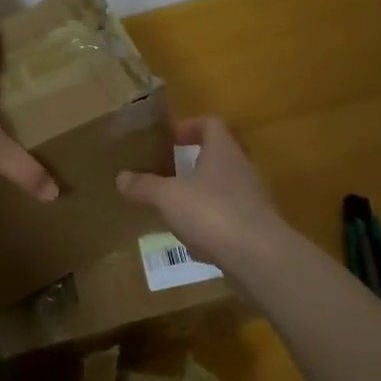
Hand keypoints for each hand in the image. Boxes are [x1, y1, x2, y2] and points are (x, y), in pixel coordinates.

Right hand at [116, 116, 285, 264]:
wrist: (259, 256)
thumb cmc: (212, 212)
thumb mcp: (168, 197)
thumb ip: (145, 186)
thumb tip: (121, 177)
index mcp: (223, 151)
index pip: (211, 124)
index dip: (190, 126)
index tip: (170, 139)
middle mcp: (242, 168)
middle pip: (219, 155)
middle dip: (193, 163)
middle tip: (168, 172)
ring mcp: (252, 198)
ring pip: (223, 187)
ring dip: (201, 193)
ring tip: (175, 207)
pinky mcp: (256, 226)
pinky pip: (229, 216)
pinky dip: (211, 222)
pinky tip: (194, 239)